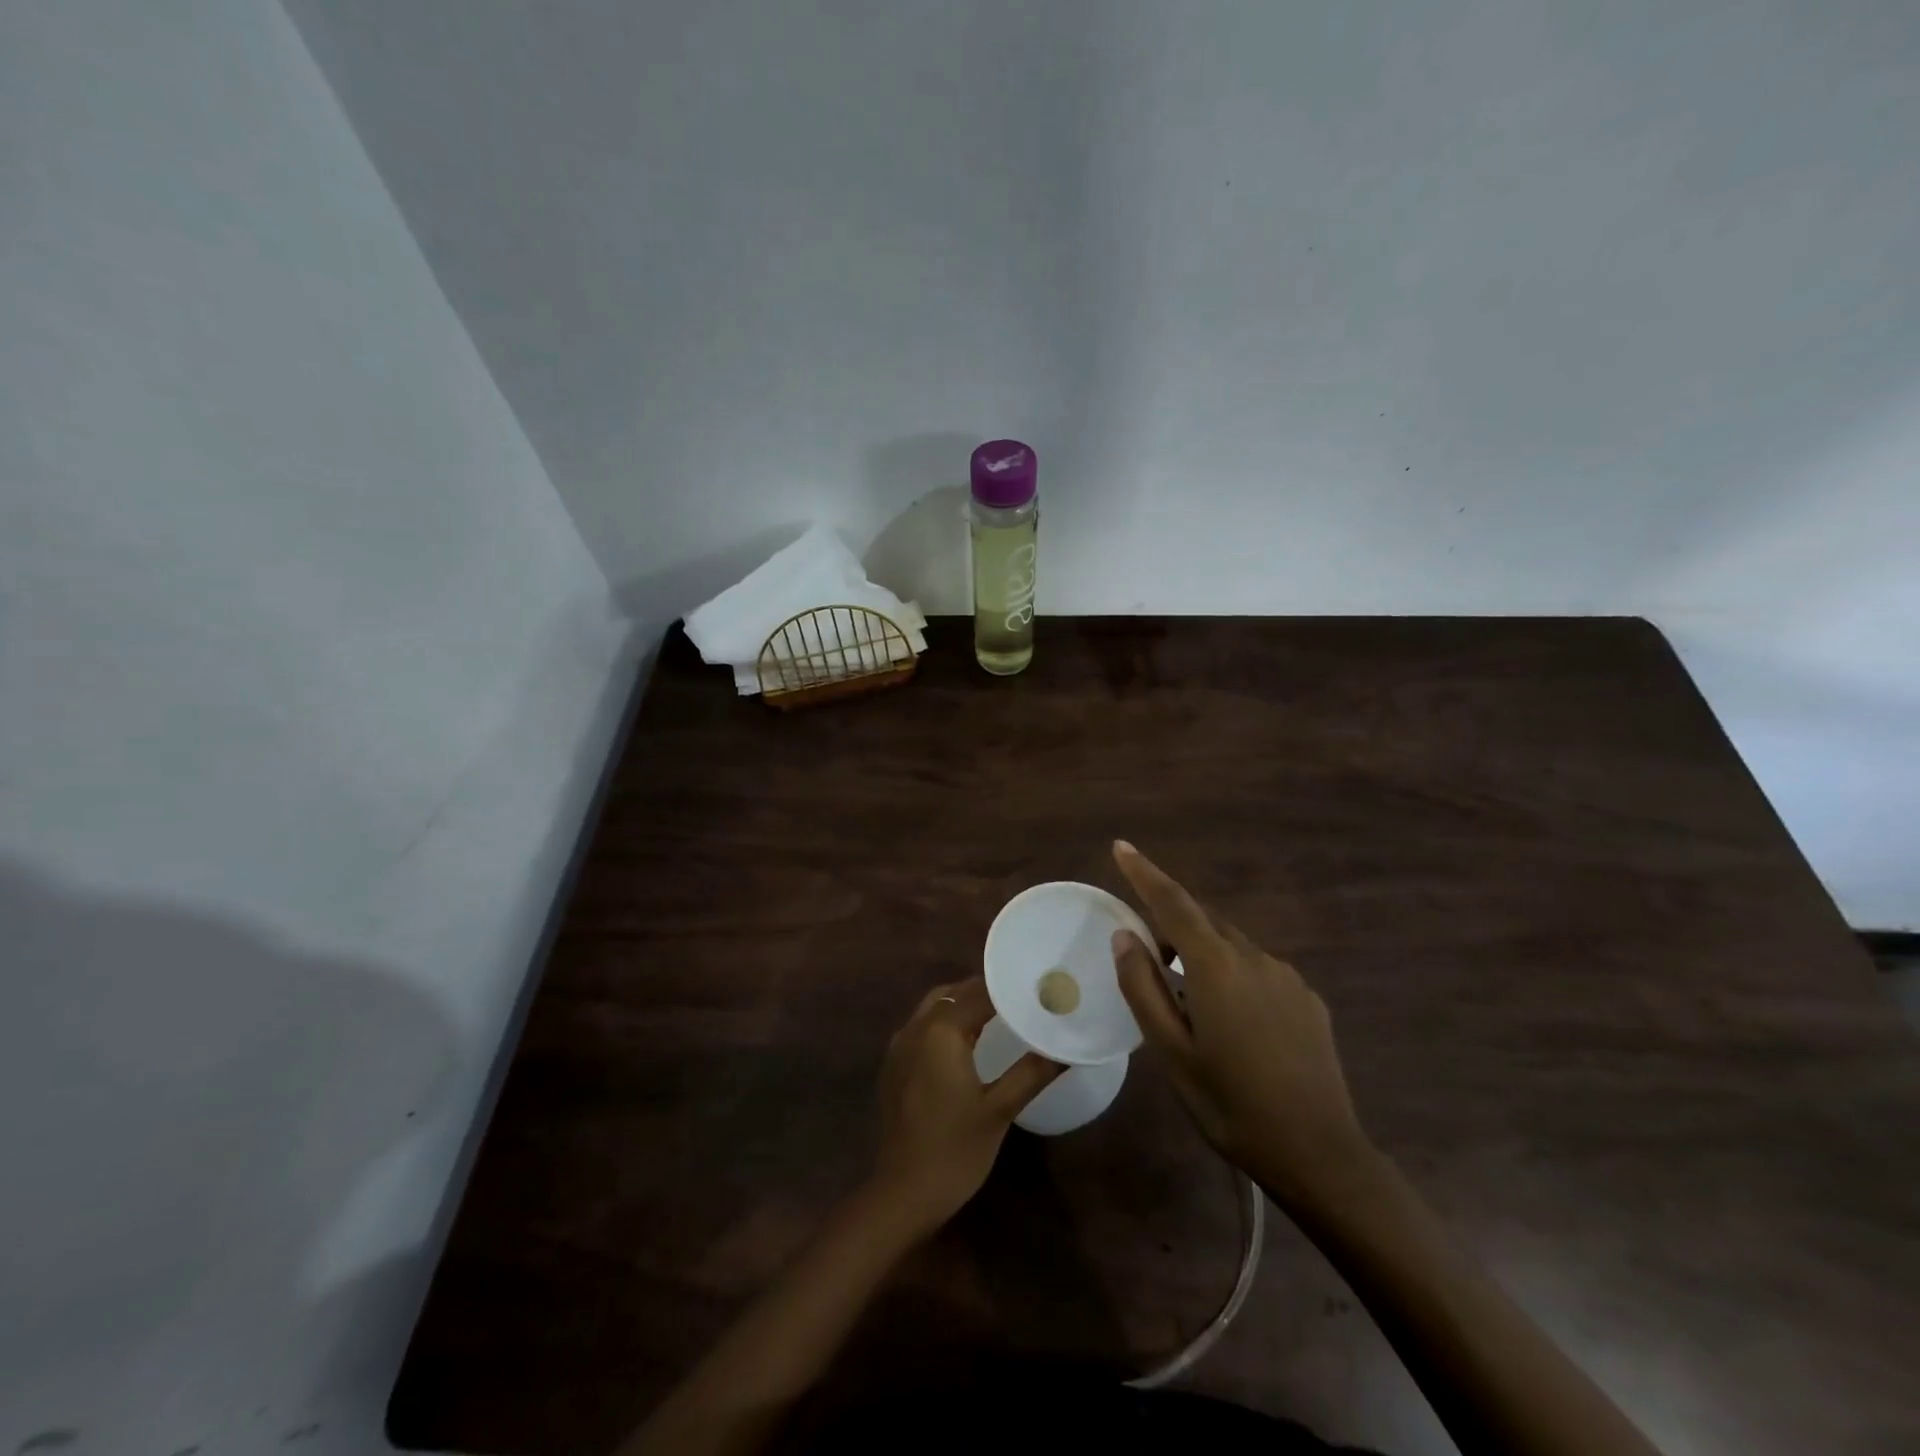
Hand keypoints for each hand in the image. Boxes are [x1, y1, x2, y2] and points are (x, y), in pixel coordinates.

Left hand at [868, 977, 1063, 1234]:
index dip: (1008, 987)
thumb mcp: (999, 1110)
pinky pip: (922, 1027)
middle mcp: (915, 1028)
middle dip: (985, 991)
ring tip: (999, 1015)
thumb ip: (1032, 1072)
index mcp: (941, 1031)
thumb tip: (1066, 1049)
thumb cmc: (955, 1150)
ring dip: (963, 1004)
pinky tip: (967, 1043)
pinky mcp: (894, 1065)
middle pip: (953, 993)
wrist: (903, 1194)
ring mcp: (899, 1046)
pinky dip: (945, 1022)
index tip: (1036, 986)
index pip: (978, 992)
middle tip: (1021, 999)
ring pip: (934, 1008)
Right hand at [1109, 841, 1369, 1209]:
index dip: (1144, 872)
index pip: (1173, 903)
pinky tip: (1236, 1025)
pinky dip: (1235, 978)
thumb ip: (1143, 988)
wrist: (1319, 1154)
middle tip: (1148, 957)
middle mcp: (1255, 958)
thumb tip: (1125, 936)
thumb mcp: (1172, 1052)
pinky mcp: (1308, 1000)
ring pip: (1232, 948)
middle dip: (1172, 925)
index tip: (1121, 846)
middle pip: (1204, 922)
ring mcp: (1287, 977)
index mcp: (1216, 967)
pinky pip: (1260, 971)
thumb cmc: (1231, 1105)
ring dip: (1204, 957)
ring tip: (1190, 1004)